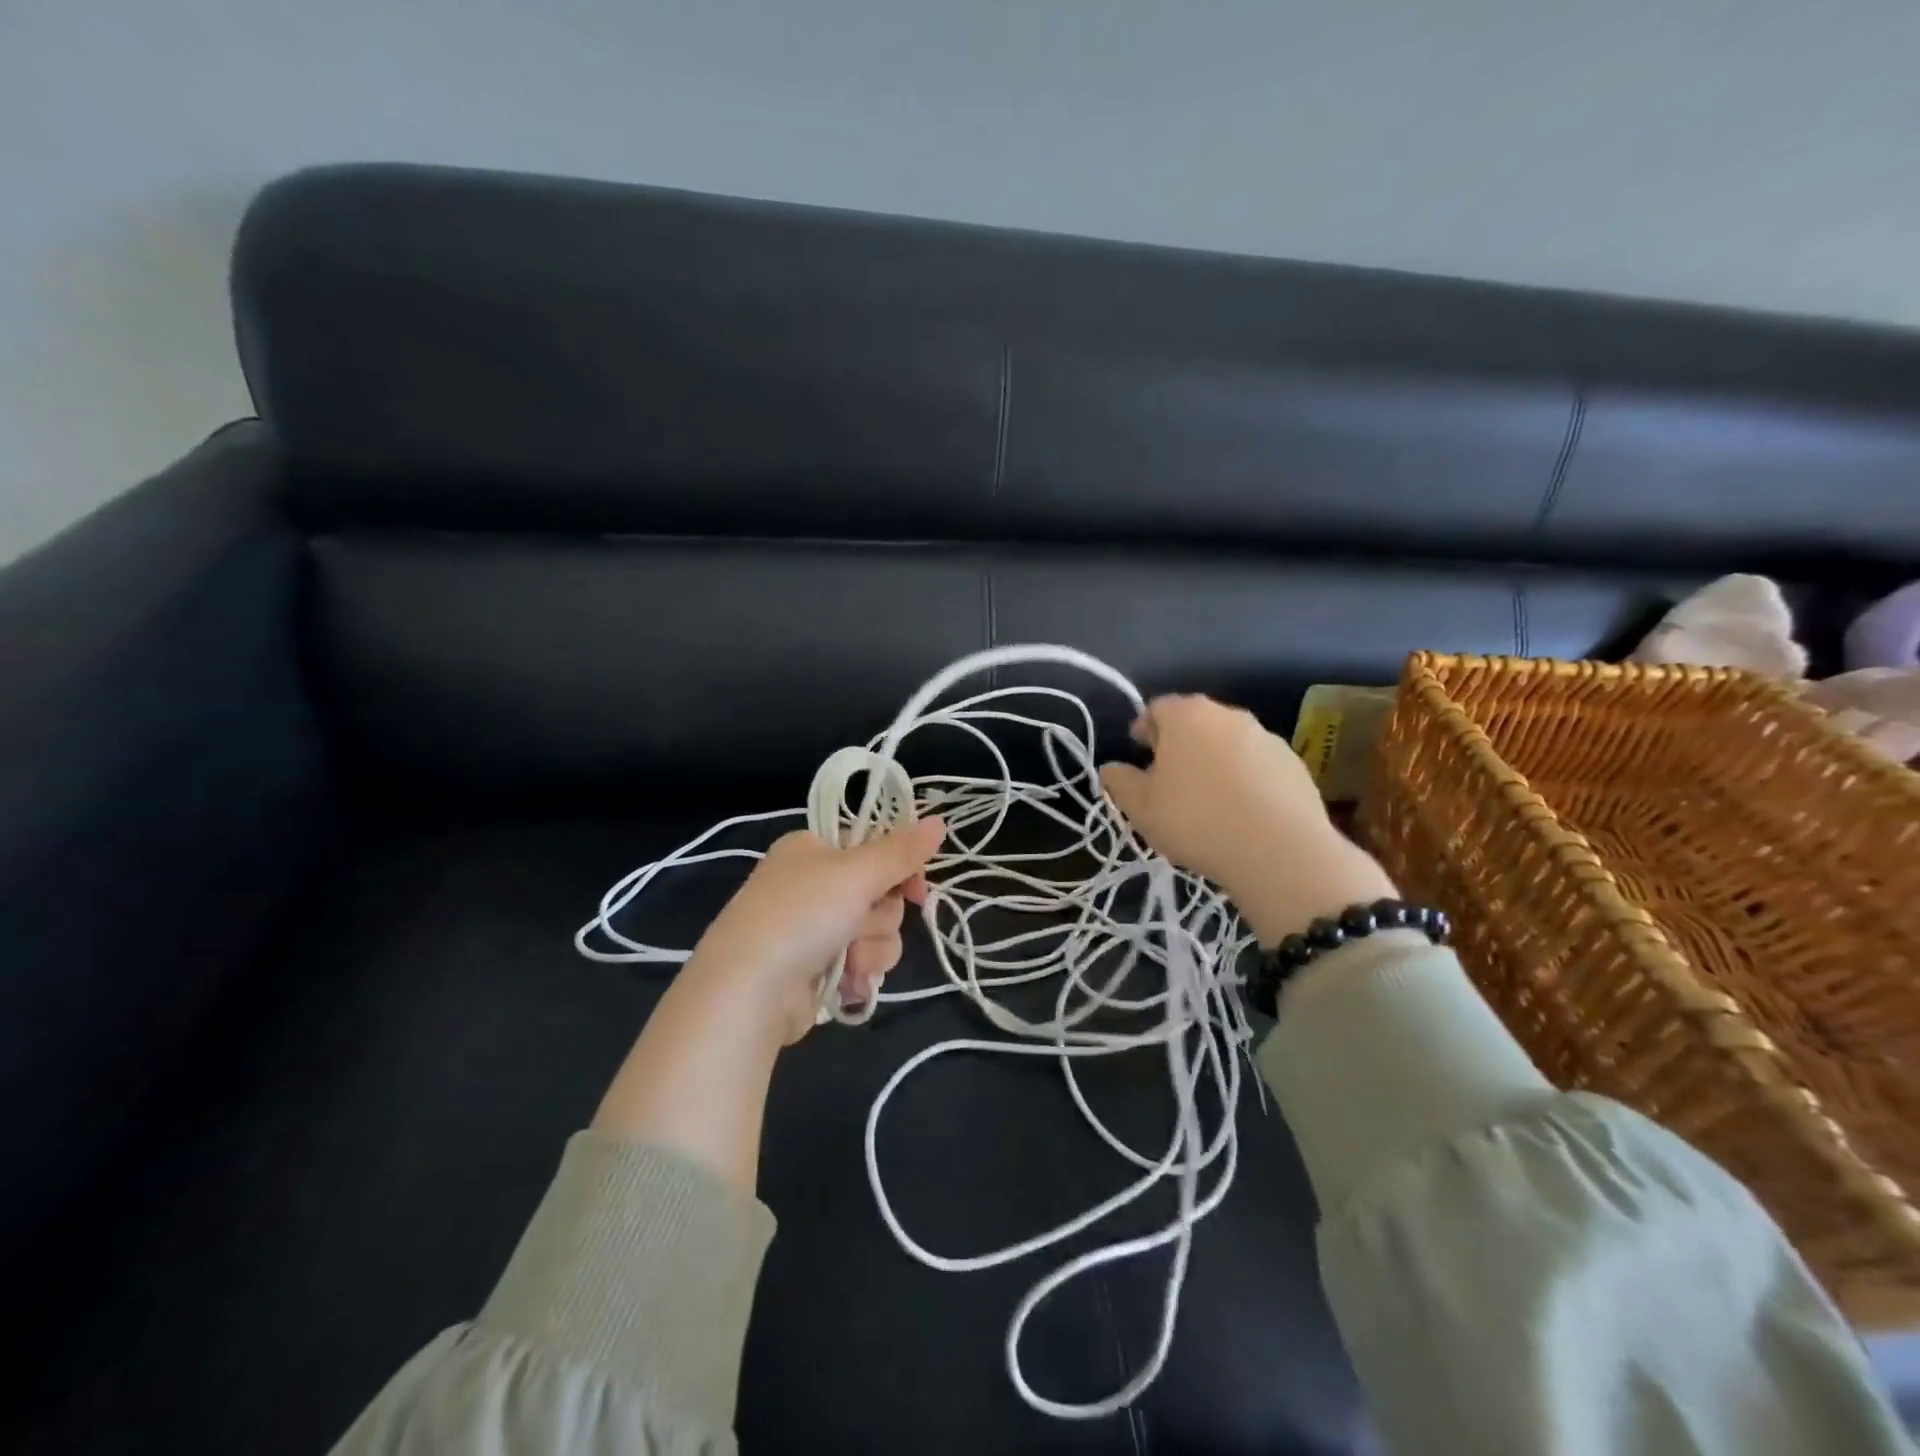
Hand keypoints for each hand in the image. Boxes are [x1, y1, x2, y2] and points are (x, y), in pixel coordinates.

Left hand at [683, 817, 946, 1044]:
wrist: (749, 991)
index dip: (901, 867)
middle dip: (880, 917)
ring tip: (848, 961)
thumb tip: (940, 820)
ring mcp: (814, 928)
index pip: (874, 846)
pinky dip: (858, 972)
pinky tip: (846, 982)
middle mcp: (813, 883)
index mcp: (813, 848)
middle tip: (859, 924)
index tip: (917, 888)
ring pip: (877, 932)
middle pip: (881, 893)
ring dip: (871, 949)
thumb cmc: (801, 914)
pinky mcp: (817, 968)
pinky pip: (861, 962)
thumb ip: (902, 851)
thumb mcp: (857, 873)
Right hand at [1098, 695, 1395, 944]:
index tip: (1138, 752)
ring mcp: (1266, 737)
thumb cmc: (1196, 820)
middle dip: (1179, 743)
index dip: (1143, 728)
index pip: (1156, 708)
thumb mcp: (1140, 807)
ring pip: (1228, 742)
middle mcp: (1227, 715)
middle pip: (1195, 721)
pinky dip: (1245, 778)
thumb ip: (1119, 781)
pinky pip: (1258, 764)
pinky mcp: (1294, 764)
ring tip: (1206, 798)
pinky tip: (1240, 811)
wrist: (1279, 851)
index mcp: (1186, 716)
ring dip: (1213, 760)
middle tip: (1167, 776)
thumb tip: (1112, 768)